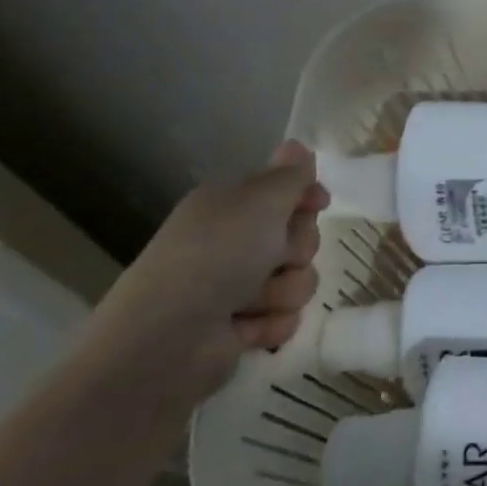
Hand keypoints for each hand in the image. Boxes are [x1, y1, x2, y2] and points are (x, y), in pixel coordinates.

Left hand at [77, 141, 328, 412]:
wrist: (168, 341)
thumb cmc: (215, 257)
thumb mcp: (260, 202)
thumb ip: (289, 175)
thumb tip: (298, 144)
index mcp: (229, 206)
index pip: (285, 191)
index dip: (306, 196)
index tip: (318, 203)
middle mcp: (233, 242)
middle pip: (300, 236)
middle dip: (298, 248)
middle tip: (274, 256)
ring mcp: (237, 287)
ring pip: (299, 279)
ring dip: (285, 291)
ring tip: (252, 301)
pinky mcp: (242, 328)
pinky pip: (286, 318)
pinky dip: (272, 323)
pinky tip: (248, 328)